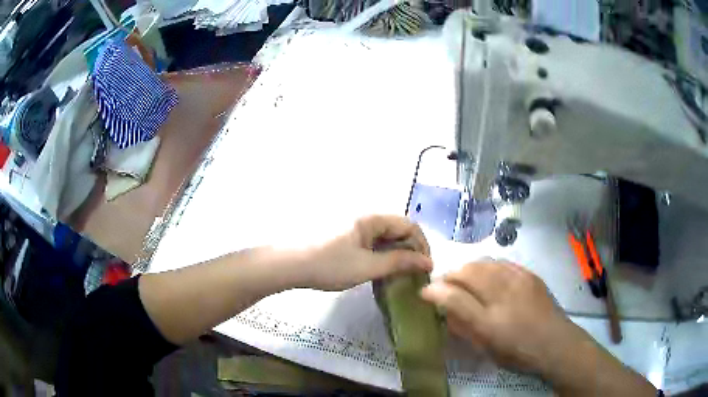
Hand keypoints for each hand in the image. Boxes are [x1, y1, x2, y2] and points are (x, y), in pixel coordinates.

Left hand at [301, 215, 432, 290]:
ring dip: (395, 253)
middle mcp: (364, 215)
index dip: (422, 245)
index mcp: (372, 217)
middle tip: (412, 273)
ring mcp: (353, 224)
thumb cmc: (329, 265)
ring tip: (397, 274)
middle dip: (409, 250)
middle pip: (397, 228)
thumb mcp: (367, 267)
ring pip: (384, 236)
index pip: (410, 225)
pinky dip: (380, 253)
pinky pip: (371, 241)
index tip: (425, 268)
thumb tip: (427, 262)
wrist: (288, 264)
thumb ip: (399, 262)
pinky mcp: (344, 234)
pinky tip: (378, 269)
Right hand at [420, 259, 584, 374]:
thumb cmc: (518, 353)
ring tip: (464, 279)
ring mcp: (518, 281)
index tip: (424, 291)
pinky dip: (487, 267)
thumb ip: (464, 328)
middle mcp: (503, 296)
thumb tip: (445, 311)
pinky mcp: (529, 274)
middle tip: (444, 285)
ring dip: (467, 269)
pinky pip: (501, 262)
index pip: (454, 298)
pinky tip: (487, 275)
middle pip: (467, 272)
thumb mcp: (486, 350)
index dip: (434, 291)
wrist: (555, 342)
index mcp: (489, 322)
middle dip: (449, 275)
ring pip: (483, 263)